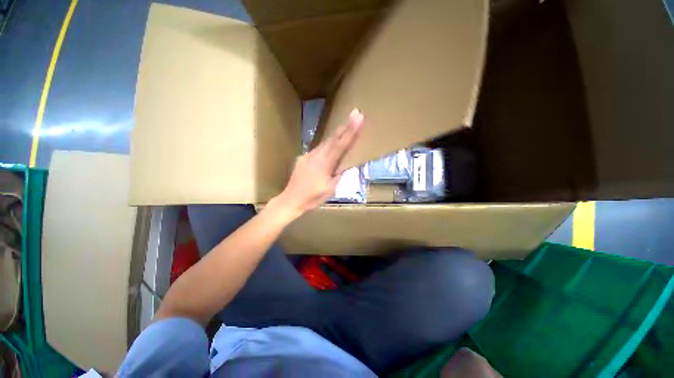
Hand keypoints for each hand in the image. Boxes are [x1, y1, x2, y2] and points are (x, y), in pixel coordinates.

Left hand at [269, 109, 364, 221]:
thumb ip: (338, 175)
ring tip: (345, 126)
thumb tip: (343, 166)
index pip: (341, 145)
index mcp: (325, 164)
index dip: (351, 131)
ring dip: (336, 135)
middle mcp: (316, 156)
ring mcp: (308, 156)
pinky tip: (330, 146)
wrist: (291, 200)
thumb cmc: (312, 197)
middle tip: (355, 114)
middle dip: (345, 127)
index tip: (359, 118)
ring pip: (325, 143)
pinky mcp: (303, 158)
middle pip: (333, 139)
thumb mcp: (330, 189)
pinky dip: (326, 145)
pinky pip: (317, 149)